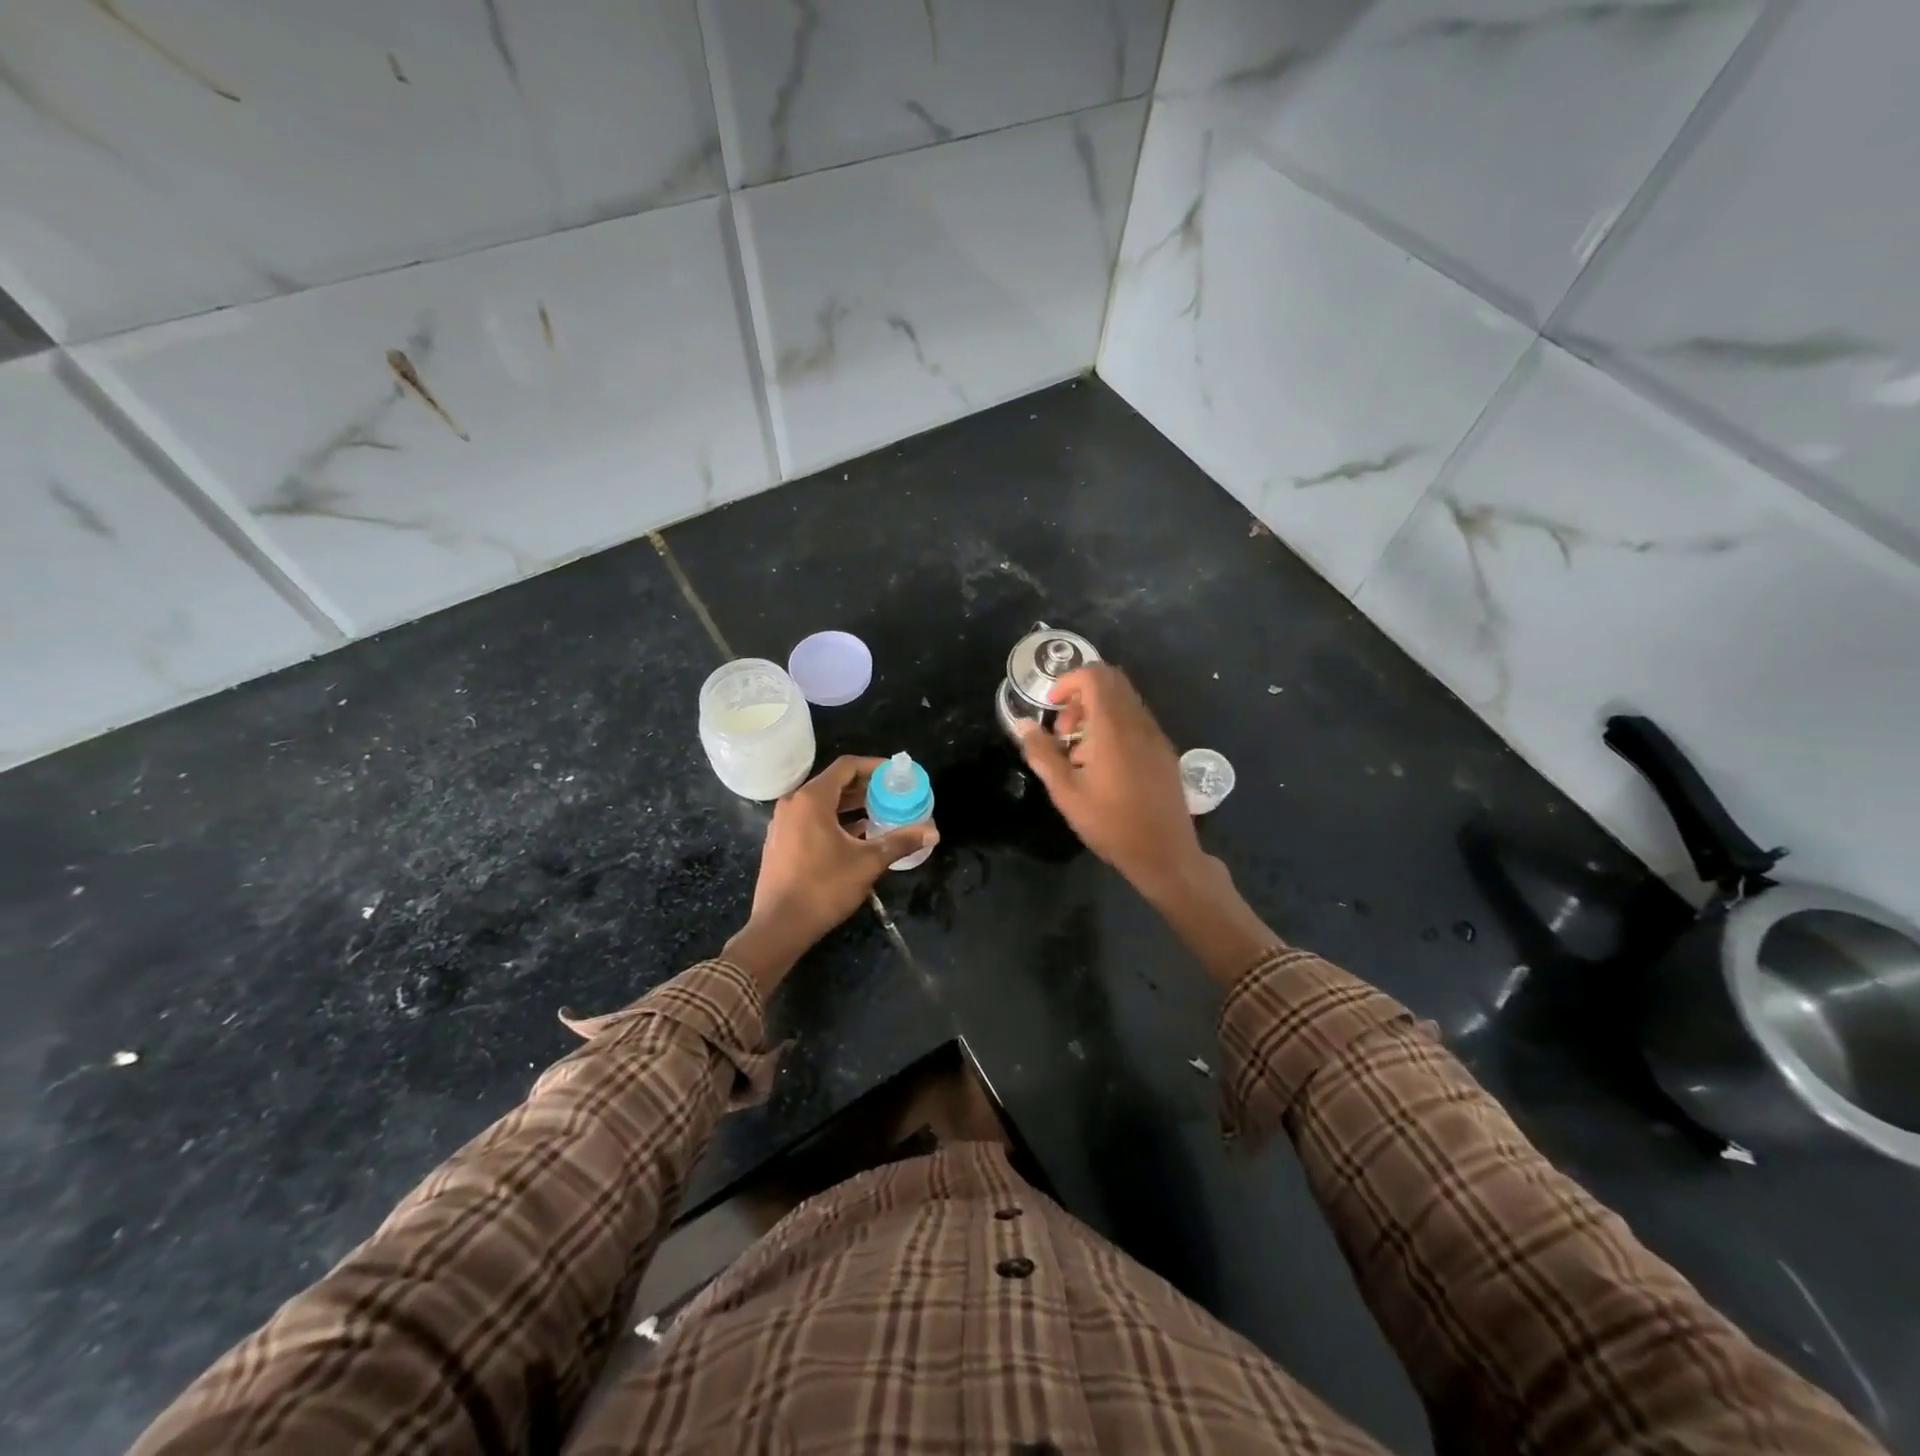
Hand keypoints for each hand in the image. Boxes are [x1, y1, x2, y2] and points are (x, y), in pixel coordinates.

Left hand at [723, 756, 937, 992]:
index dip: (874, 766)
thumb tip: (933, 833)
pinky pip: (811, 820)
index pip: (846, 767)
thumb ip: (900, 842)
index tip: (896, 774)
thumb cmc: (823, 887)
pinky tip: (857, 836)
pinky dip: (835, 820)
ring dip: (851, 805)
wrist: (779, 926)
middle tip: (893, 794)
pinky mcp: (781, 842)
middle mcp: (794, 804)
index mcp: (812, 799)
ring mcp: (783, 823)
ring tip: (880, 813)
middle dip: (865, 787)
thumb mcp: (868, 862)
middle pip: (834, 783)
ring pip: (822, 803)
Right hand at [1015, 664, 1206, 898]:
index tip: (1052, 707)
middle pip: (1112, 681)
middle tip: (1065, 731)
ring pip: (1125, 700)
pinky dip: (1115, 726)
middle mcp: (1139, 723)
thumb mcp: (1066, 793)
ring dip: (1098, 712)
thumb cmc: (1111, 824)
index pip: (1095, 676)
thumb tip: (1023, 725)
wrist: (1165, 854)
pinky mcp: (1164, 751)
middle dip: (1081, 695)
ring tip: (1080, 752)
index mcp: (1114, 728)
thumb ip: (1043, 754)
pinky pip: (1137, 720)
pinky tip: (1104, 764)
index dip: (1068, 681)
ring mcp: (1156, 736)